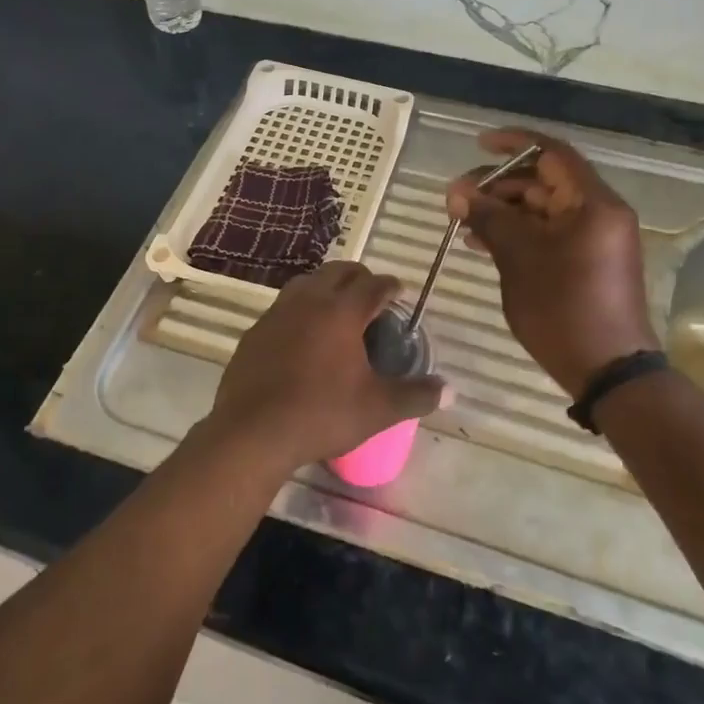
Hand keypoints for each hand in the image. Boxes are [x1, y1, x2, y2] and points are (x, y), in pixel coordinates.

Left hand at [204, 262, 445, 472]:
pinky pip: (284, 306)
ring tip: (338, 308)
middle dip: (359, 277)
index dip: (389, 286)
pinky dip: (300, 308)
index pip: (372, 284)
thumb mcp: (377, 409)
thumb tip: (450, 391)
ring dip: (326, 287)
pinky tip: (303, 334)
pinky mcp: (256, 330)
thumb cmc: (321, 414)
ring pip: (307, 283)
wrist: (252, 431)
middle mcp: (309, 301)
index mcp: (342, 311)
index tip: (398, 292)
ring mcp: (277, 313)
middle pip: (338, 272)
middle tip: (372, 296)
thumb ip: (416, 396)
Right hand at [447, 128, 658, 398]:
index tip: (477, 145)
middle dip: (498, 185)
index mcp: (593, 203)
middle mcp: (598, 213)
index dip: (513, 143)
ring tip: (462, 222)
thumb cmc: (564, 308)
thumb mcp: (519, 258)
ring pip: (542, 209)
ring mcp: (593, 239)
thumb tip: (456, 192)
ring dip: (503, 211)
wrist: (608, 371)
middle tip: (458, 198)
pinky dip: (517, 233)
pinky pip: (548, 233)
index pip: (552, 153)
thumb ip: (488, 217)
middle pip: (544, 182)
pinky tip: (481, 243)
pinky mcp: (586, 262)